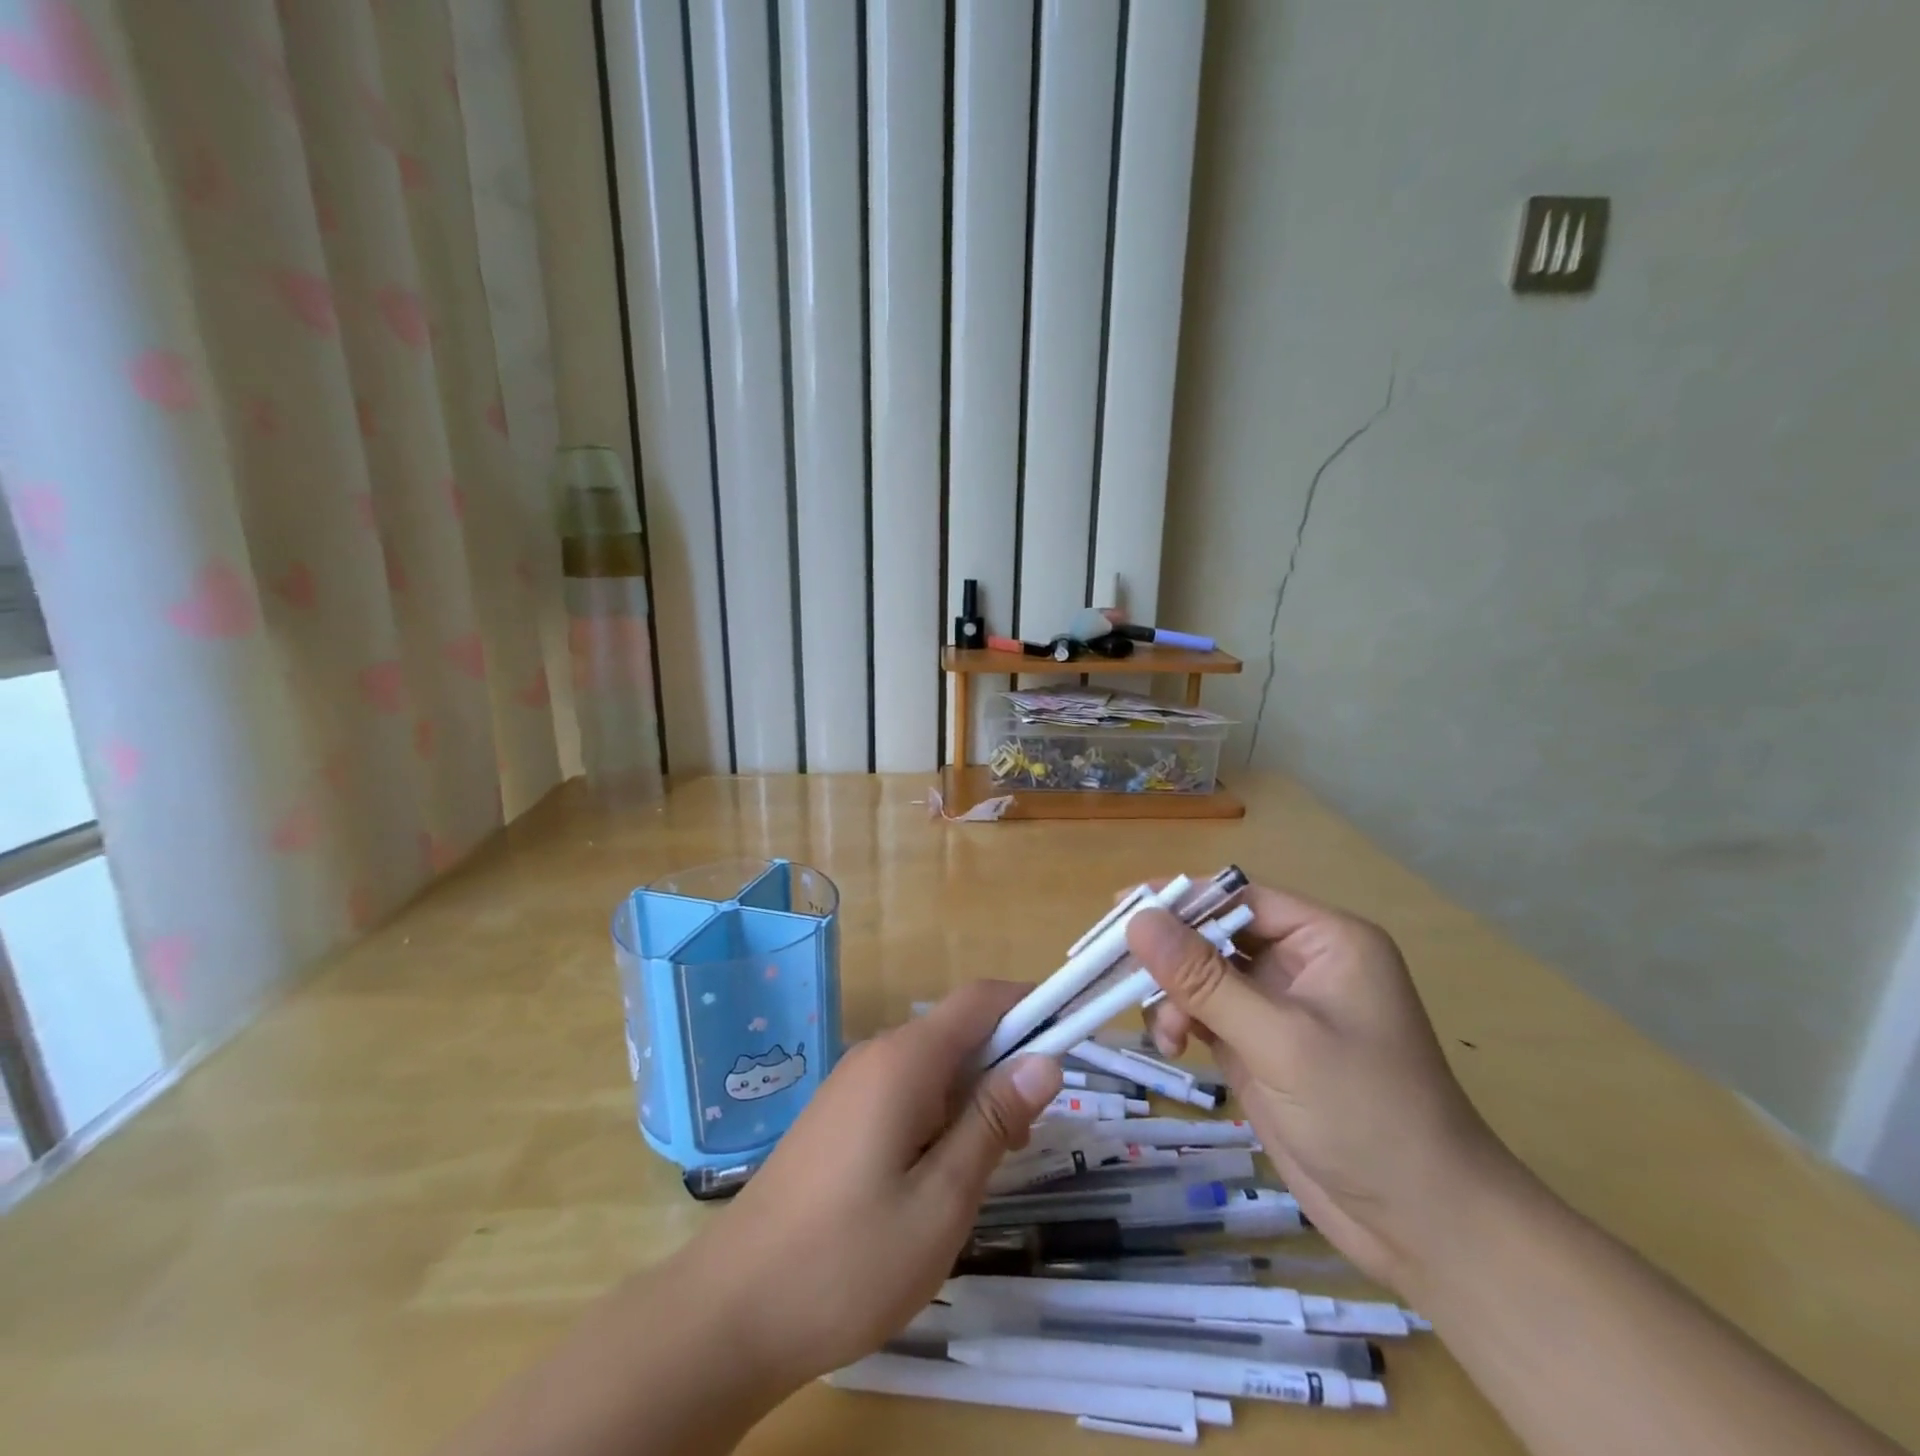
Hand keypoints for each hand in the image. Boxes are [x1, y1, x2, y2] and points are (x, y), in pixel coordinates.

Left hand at [686, 981, 1061, 1392]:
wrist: (731, 1312)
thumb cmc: (847, 1261)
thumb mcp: (941, 1200)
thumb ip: (993, 1122)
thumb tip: (1046, 1059)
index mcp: (904, 1060)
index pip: (981, 999)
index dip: (1031, 1004)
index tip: (1074, 1037)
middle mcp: (877, 1055)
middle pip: (959, 1031)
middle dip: (1005, 1066)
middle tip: (1026, 1141)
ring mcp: (851, 1084)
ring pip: (934, 1066)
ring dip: (973, 1098)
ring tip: (981, 1171)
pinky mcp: (838, 1115)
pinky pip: (906, 1091)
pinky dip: (939, 1115)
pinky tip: (935, 1177)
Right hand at [1128, 886, 1517, 1291]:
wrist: (1425, 1228)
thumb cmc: (1367, 1116)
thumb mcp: (1279, 1040)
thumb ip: (1205, 979)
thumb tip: (1137, 919)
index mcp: (1326, 941)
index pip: (1239, 898)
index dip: (1180, 899)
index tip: (1121, 908)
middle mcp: (1302, 963)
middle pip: (1215, 933)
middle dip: (1170, 952)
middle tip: (1114, 965)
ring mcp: (1279, 1007)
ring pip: (1204, 974)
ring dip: (1173, 993)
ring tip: (1161, 1029)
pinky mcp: (1261, 1046)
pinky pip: (1206, 1012)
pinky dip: (1180, 1020)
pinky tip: (1170, 1043)